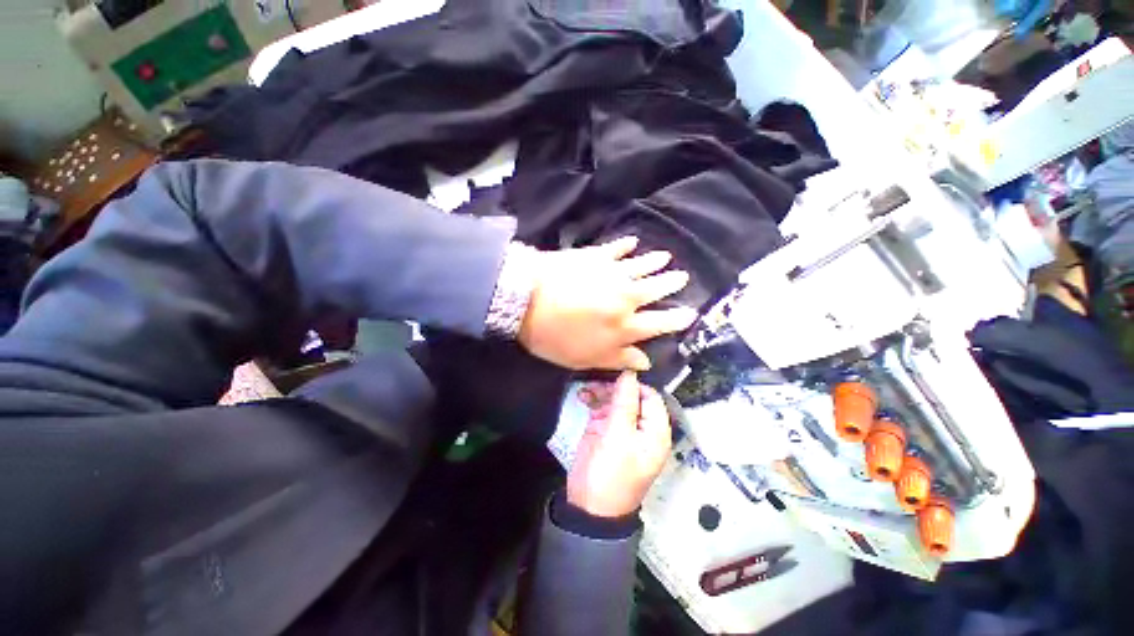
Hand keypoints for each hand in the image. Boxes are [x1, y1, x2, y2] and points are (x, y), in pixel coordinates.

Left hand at [518, 237, 697, 370]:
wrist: (526, 299)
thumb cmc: (554, 336)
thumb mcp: (584, 359)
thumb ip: (617, 359)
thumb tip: (645, 362)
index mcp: (623, 326)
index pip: (659, 323)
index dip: (677, 319)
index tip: (690, 313)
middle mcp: (625, 297)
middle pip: (656, 289)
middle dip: (672, 283)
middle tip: (683, 277)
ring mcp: (611, 273)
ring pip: (641, 266)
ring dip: (655, 262)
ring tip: (666, 257)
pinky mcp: (594, 256)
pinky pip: (616, 248)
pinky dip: (626, 245)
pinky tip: (632, 241)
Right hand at [568, 372, 671, 517]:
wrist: (588, 507)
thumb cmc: (610, 474)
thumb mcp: (618, 437)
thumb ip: (624, 403)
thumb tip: (630, 373)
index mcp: (655, 431)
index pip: (651, 396)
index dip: (634, 384)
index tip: (614, 375)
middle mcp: (641, 426)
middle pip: (632, 395)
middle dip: (614, 386)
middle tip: (595, 380)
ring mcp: (621, 427)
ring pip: (615, 399)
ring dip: (601, 391)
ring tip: (585, 389)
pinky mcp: (605, 429)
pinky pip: (601, 407)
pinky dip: (593, 399)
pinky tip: (582, 396)